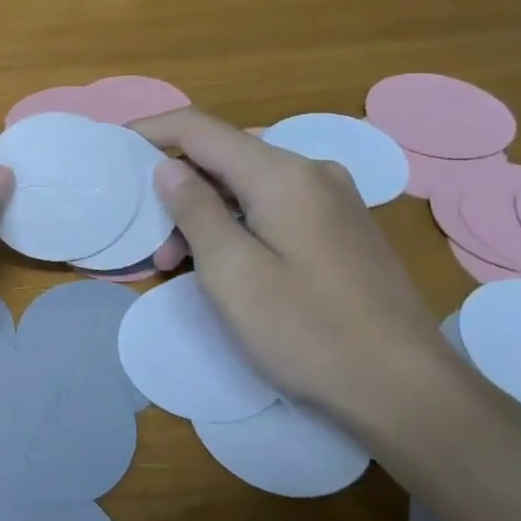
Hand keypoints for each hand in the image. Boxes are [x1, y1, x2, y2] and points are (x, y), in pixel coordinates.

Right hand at [133, 108, 461, 432]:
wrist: (408, 391)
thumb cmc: (308, 332)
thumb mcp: (233, 273)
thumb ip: (195, 211)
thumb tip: (168, 167)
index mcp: (283, 175)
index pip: (200, 128)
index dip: (151, 130)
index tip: (112, 147)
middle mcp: (312, 172)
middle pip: (224, 157)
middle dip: (176, 187)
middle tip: (149, 241)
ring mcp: (333, 201)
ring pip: (247, 186)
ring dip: (204, 213)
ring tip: (178, 266)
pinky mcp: (342, 230)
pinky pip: (273, 208)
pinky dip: (236, 226)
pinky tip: (225, 265)